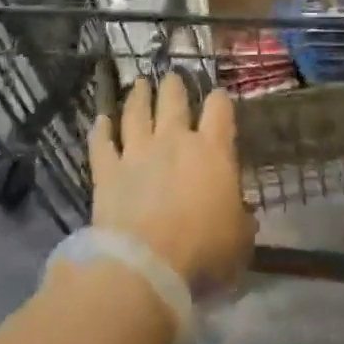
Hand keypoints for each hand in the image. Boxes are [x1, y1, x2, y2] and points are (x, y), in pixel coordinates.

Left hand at [90, 74, 254, 291]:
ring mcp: (137, 152)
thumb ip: (240, 219)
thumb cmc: (203, 251)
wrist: (146, 265)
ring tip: (139, 83)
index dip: (219, 100)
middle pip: (173, 101)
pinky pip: (102, 144)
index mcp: (212, 151)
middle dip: (173, 86)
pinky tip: (100, 120)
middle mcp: (174, 140)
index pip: (219, 110)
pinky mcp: (108, 171)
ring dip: (138, 96)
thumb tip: (243, 214)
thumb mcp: (239, 239)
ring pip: (136, 113)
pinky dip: (100, 130)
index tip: (218, 96)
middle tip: (171, 77)